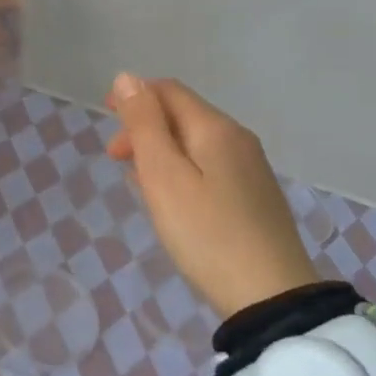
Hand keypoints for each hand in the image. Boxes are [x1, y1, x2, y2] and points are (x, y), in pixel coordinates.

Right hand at [106, 74, 318, 316]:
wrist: (270, 297)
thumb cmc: (205, 232)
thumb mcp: (163, 175)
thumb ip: (144, 124)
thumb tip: (127, 78)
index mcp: (215, 128)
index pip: (169, 90)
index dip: (134, 95)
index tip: (105, 117)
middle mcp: (238, 138)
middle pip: (183, 114)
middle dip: (144, 126)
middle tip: (115, 159)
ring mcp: (251, 168)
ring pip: (195, 142)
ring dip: (160, 149)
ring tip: (136, 180)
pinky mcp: (255, 196)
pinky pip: (209, 165)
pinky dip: (181, 169)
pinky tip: (171, 198)